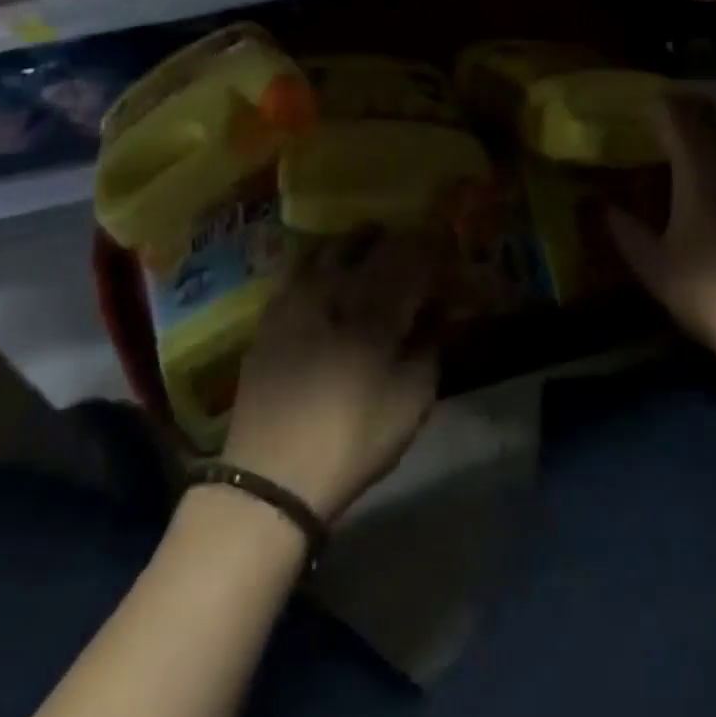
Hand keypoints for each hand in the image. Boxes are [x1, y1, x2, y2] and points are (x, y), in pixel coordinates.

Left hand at [222, 228, 441, 521]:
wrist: (271, 476)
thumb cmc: (353, 439)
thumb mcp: (411, 401)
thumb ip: (429, 347)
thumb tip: (438, 313)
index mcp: (376, 308)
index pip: (412, 257)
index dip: (432, 249)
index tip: (445, 251)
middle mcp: (335, 289)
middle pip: (369, 244)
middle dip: (396, 239)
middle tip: (411, 245)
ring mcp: (296, 298)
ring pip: (329, 247)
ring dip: (355, 242)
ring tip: (369, 246)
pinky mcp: (270, 316)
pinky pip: (298, 268)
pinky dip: (319, 260)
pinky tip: (326, 272)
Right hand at [607, 84, 715, 371]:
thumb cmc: (710, 294)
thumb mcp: (653, 267)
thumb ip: (624, 229)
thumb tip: (598, 204)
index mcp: (701, 170)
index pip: (679, 116)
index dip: (659, 103)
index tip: (643, 105)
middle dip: (702, 91)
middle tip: (680, 100)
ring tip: (713, 120)